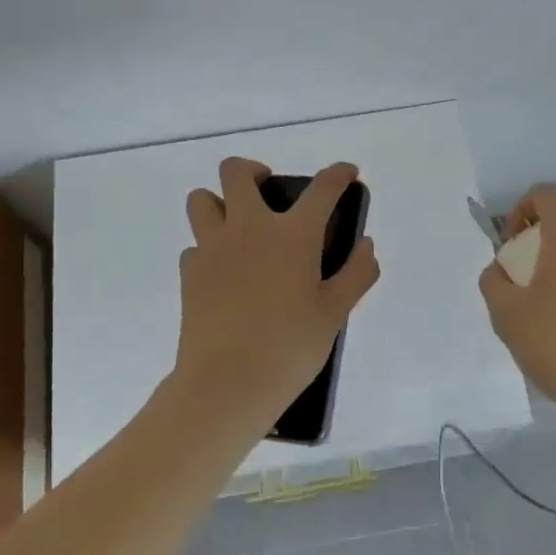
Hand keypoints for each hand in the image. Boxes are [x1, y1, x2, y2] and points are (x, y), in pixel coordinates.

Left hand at [173, 158, 380, 423]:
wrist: (227, 384)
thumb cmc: (290, 347)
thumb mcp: (335, 313)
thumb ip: (357, 273)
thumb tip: (366, 245)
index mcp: (292, 234)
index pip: (322, 188)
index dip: (338, 174)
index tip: (347, 173)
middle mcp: (248, 228)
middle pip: (236, 171)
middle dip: (253, 170)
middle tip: (268, 191)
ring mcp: (212, 248)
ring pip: (201, 199)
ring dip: (219, 202)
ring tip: (238, 226)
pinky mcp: (189, 273)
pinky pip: (194, 245)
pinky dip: (208, 249)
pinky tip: (225, 272)